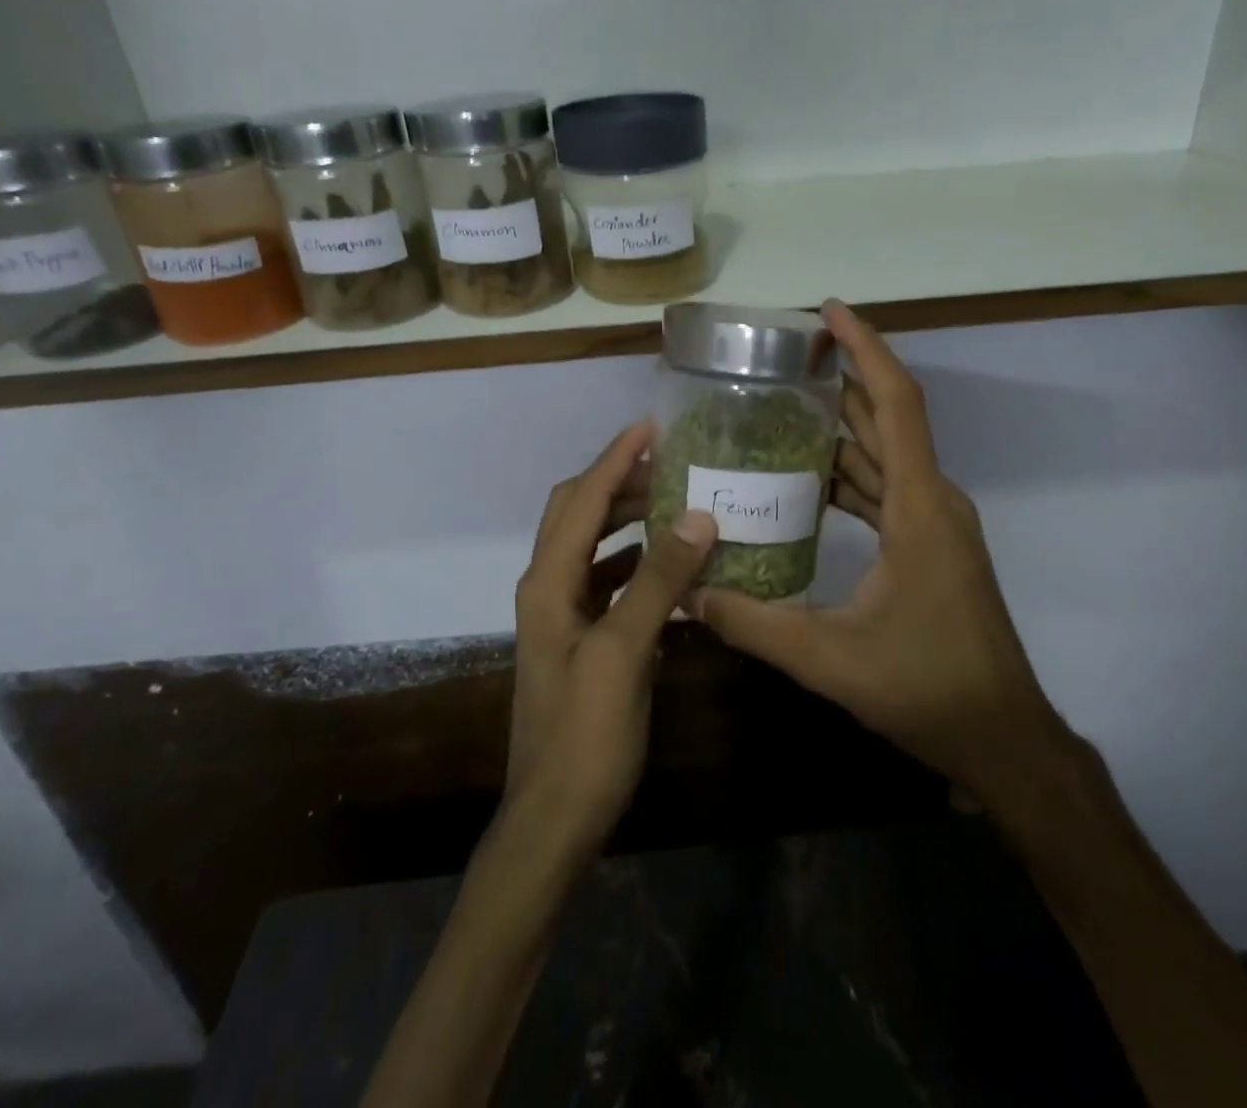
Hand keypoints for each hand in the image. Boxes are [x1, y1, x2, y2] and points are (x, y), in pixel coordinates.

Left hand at [506, 420, 718, 859]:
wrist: (554, 820)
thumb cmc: (585, 737)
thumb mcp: (624, 653)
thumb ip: (658, 581)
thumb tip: (697, 515)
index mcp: (548, 582)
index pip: (582, 500)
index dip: (615, 459)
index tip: (652, 426)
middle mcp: (549, 587)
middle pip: (579, 513)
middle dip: (621, 482)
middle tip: (674, 465)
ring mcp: (563, 615)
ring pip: (594, 545)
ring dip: (629, 519)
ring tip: (677, 504)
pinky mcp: (581, 640)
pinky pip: (608, 580)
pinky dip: (636, 561)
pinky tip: (672, 567)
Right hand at [694, 302, 1068, 802]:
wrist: (1002, 736)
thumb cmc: (927, 688)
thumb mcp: (829, 658)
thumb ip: (754, 624)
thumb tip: (688, 595)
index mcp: (918, 507)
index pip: (897, 404)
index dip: (866, 350)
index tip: (830, 312)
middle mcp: (932, 500)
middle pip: (886, 419)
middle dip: (842, 379)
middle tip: (783, 358)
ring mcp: (934, 522)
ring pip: (884, 455)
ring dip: (841, 429)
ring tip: (780, 409)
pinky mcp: (930, 544)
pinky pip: (885, 489)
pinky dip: (848, 475)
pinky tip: (804, 482)